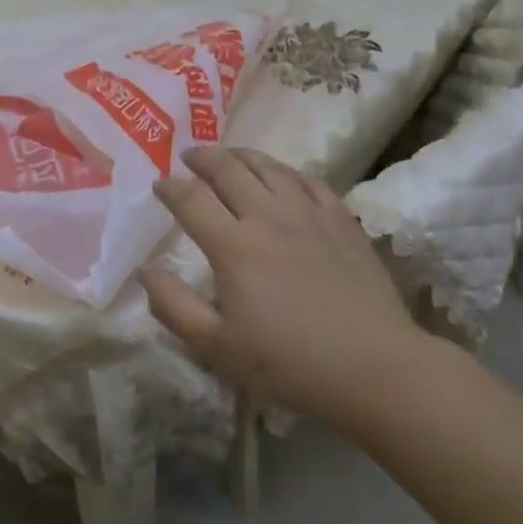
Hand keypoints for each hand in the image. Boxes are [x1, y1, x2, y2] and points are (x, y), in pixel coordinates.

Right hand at [141, 146, 429, 427]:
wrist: (376, 368)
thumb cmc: (290, 363)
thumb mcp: (218, 348)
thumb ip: (174, 307)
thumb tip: (145, 272)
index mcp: (233, 246)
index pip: (190, 199)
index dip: (169, 187)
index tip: (158, 185)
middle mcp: (267, 216)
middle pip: (227, 170)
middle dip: (201, 158)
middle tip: (188, 157)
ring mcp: (308, 213)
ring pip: (267, 166)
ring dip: (240, 155)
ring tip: (227, 156)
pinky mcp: (341, 219)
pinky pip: (307, 180)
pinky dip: (284, 171)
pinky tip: (280, 176)